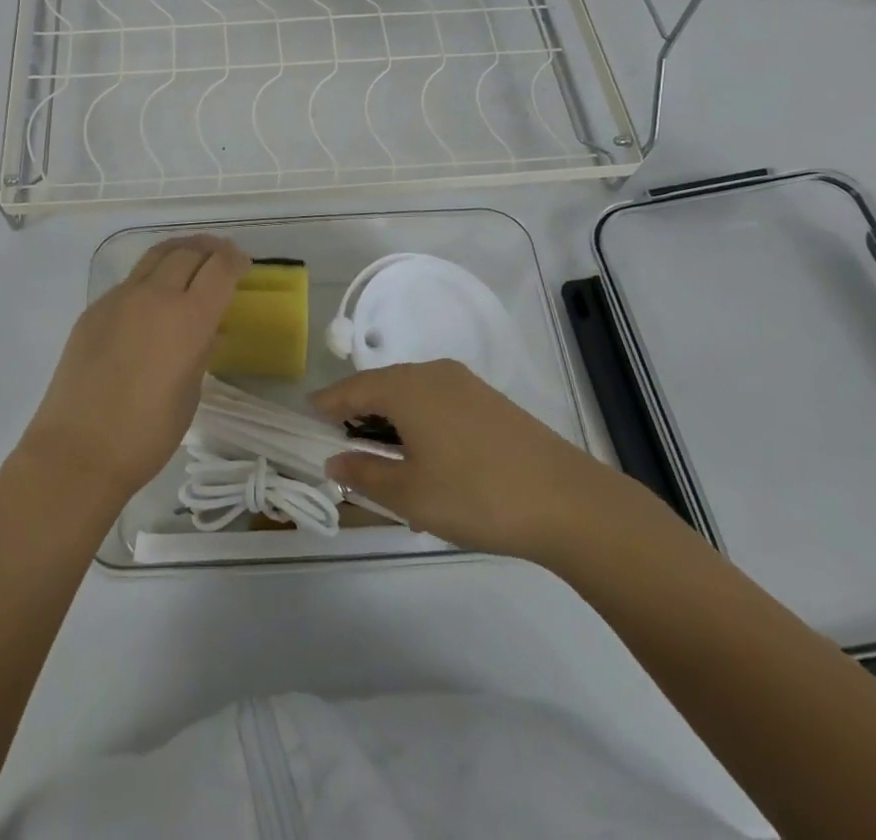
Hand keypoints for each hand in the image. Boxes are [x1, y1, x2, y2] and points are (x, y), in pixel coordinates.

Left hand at [21, 235, 248, 502]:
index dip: (235, 260)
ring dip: (180, 251)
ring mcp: (119, 298)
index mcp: (188, 318)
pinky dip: (152, 276)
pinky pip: (131, 280)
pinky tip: (153, 297)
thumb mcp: (191, 393)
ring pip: (156, 256)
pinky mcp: (94, 309)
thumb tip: (206, 329)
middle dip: (211, 250)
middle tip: (222, 256)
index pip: (219, 268)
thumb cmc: (146, 434)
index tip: (244, 264)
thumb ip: (201, 351)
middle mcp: (155, 296)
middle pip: (188, 252)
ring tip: (192, 257)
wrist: (77, 451)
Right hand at [311, 359, 654, 563]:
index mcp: (406, 386)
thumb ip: (364, 474)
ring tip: (386, 466)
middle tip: (343, 451)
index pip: (350, 389)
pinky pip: (438, 404)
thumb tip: (334, 460)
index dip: (326, 405)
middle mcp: (432, 373)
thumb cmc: (476, 495)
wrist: (569, 502)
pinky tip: (429, 464)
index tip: (306, 420)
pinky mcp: (489, 401)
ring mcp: (465, 384)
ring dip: (392, 424)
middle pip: (381, 388)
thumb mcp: (410, 495)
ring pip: (411, 396)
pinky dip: (420, 425)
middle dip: (358, 417)